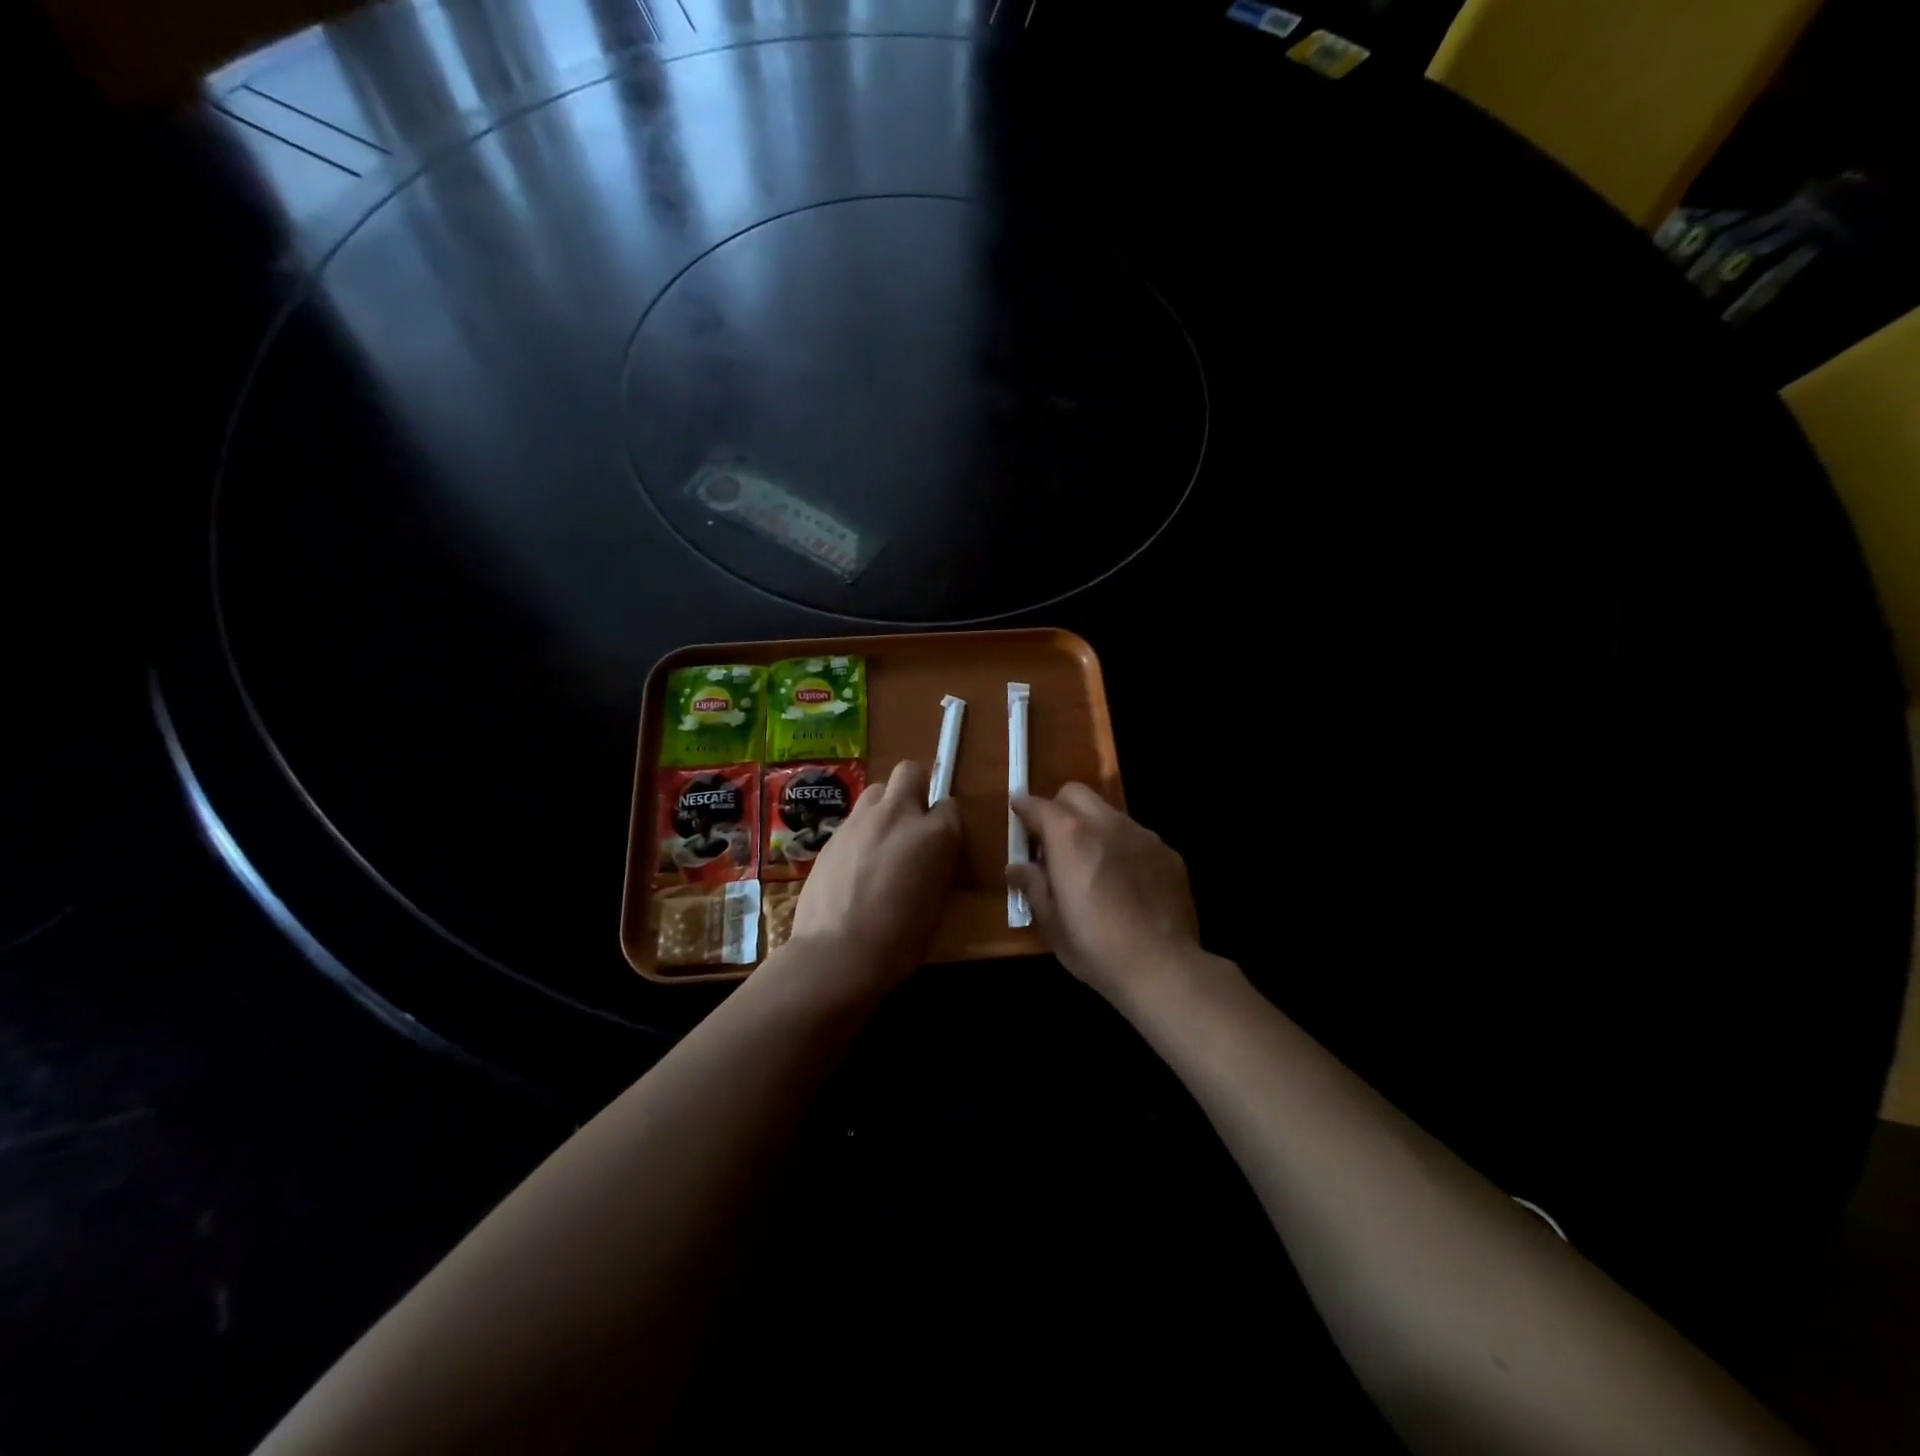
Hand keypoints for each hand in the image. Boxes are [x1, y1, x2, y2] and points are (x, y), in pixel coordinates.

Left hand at [783, 759, 961, 995]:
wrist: (837, 953)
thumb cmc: (899, 940)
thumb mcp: (936, 902)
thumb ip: (937, 864)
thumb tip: (931, 855)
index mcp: (935, 834)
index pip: (950, 806)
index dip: (945, 821)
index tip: (940, 840)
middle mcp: (898, 815)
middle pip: (909, 772)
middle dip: (915, 787)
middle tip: (912, 820)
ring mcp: (861, 820)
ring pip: (876, 790)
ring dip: (884, 806)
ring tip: (881, 838)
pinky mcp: (832, 834)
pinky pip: (854, 818)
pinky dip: (861, 831)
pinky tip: (855, 861)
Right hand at [1009, 785, 1201, 1001]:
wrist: (1163, 968)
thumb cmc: (1095, 946)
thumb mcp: (1051, 921)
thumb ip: (1033, 885)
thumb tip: (1016, 867)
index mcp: (1070, 837)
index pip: (1038, 805)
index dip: (1023, 809)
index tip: (1017, 815)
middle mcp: (1106, 823)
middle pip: (1075, 794)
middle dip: (1058, 808)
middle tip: (1053, 842)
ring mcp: (1142, 835)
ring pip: (1108, 813)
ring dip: (1092, 827)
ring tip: (1092, 864)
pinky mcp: (1168, 853)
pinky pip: (1136, 837)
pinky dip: (1122, 848)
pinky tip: (1125, 883)